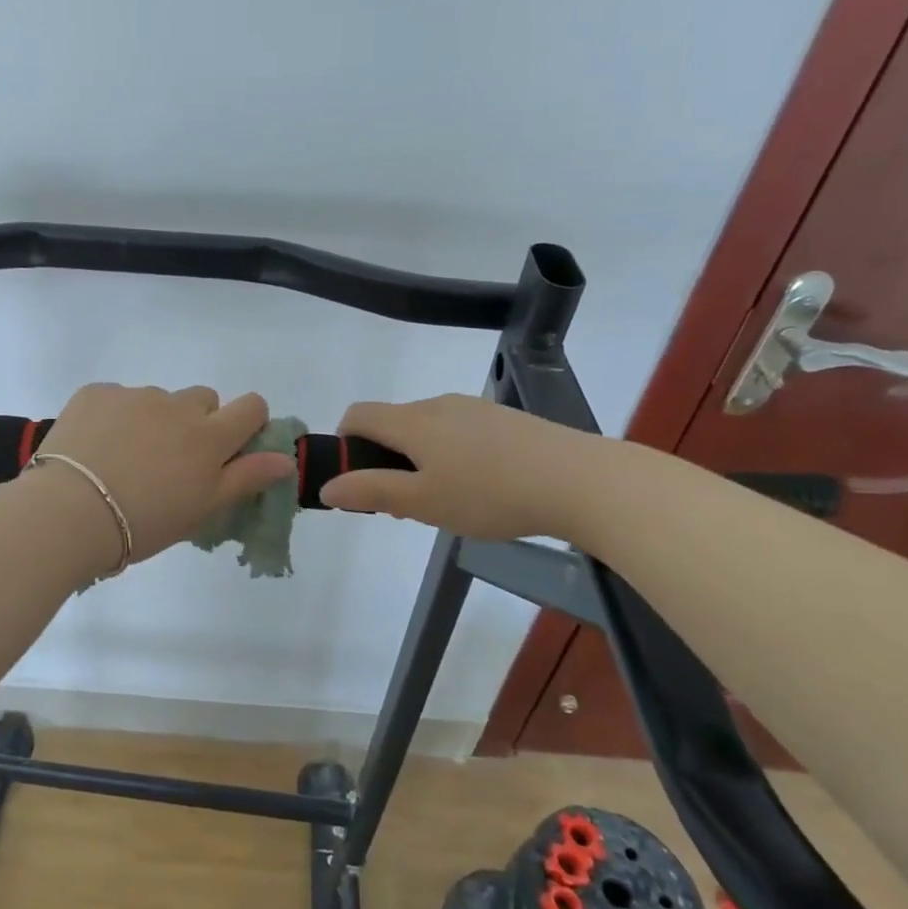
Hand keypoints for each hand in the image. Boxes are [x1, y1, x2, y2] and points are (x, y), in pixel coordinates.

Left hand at [35, 384, 294, 564]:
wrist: (68, 513)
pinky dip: (113, 417)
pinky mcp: (96, 393)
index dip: (248, 422)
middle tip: (171, 461)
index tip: (231, 447)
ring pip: (158, 400)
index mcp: (208, 436)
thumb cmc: (143, 523)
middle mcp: (177, 406)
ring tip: (123, 460)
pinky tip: (95, 448)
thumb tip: (285, 460)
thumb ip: (246, 478)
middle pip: (203, 399)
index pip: (251, 407)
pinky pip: (117, 397)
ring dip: (152, 420)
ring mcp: (134, 395)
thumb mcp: (201, 509)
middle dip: (197, 422)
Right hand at [318, 394, 609, 541]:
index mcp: (412, 421)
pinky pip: (458, 432)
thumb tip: (327, 486)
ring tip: (444, 501)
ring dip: (418, 458)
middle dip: (384, 458)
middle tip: (403, 503)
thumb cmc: (490, 493)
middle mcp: (437, 405)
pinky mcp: (503, 419)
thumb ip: (372, 492)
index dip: (345, 442)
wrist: (580, 480)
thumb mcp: (423, 502)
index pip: (358, 414)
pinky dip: (449, 455)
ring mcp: (473, 409)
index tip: (358, 479)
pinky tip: (479, 488)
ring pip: (426, 429)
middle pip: (392, 422)